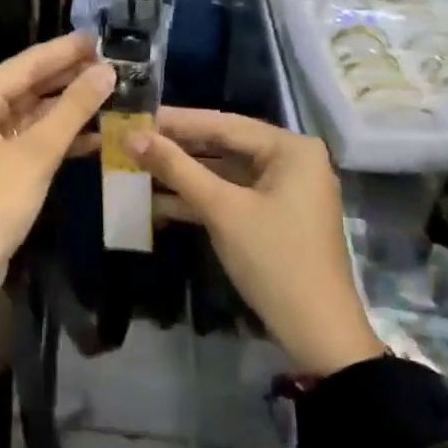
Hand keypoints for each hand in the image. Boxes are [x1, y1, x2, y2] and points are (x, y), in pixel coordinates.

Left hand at [0, 33, 114, 281]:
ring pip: (36, 113)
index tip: (99, 37)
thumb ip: (72, 109)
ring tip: (112, 92)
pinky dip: (63, 135)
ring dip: (70, 106)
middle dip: (69, 76)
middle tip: (112, 63)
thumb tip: (107, 71)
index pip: (25, 64)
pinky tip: (98, 133)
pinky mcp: (4, 167)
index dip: (63, 50)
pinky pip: (36, 139)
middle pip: (30, 86)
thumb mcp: (37, 151)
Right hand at [133, 109, 385, 375]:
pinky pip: (230, 196)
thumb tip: (132, 136)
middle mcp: (291, 160)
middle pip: (223, 146)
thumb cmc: (274, 260)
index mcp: (290, 149)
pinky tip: (157, 202)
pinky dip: (198, 199)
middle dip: (176, 149)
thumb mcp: (222, 210)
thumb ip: (176, 168)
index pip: (223, 123)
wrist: (317, 332)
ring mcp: (283, 190)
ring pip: (223, 172)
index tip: (135, 116)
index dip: (176, 121)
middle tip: (131, 142)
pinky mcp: (272, 216)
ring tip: (135, 169)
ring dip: (182, 175)